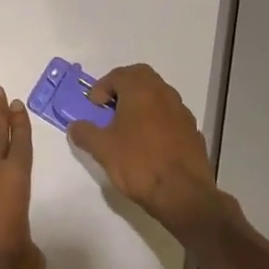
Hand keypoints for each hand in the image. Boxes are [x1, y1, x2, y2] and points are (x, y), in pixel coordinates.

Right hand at [66, 64, 236, 242]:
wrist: (183, 194)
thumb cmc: (139, 163)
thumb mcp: (103, 149)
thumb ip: (86, 133)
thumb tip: (75, 126)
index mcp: (141, 90)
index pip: (119, 74)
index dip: (102, 87)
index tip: (94, 106)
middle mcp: (164, 93)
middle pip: (142, 78)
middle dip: (124, 88)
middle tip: (110, 108)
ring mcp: (182, 112)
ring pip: (159, 95)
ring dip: (142, 103)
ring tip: (128, 127)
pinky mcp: (193, 131)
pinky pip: (170, 116)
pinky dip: (157, 120)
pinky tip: (149, 143)